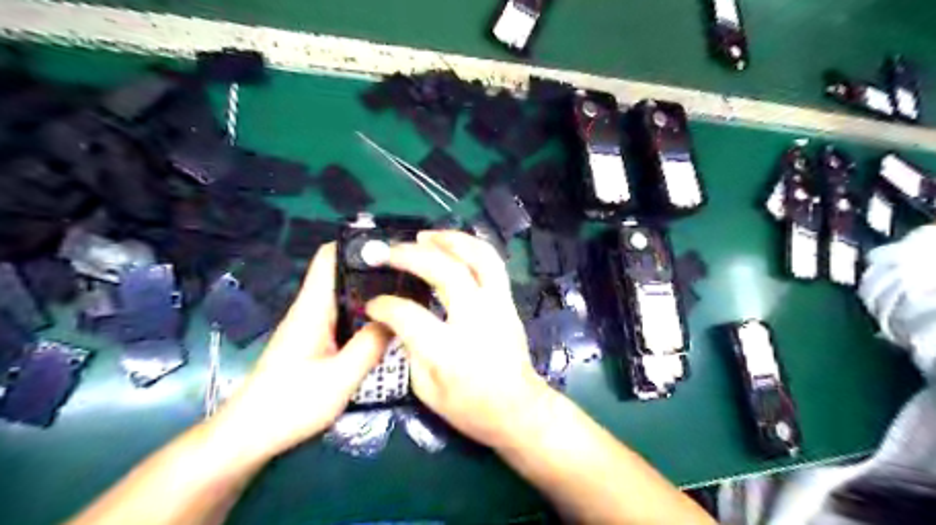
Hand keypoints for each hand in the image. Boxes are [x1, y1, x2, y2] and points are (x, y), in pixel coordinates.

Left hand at [207, 244, 390, 460]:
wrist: (249, 436)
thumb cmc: (290, 405)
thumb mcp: (339, 379)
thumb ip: (370, 346)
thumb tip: (399, 318)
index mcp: (312, 308)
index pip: (329, 257)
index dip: (357, 244)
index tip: (392, 247)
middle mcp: (311, 308)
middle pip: (343, 273)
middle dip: (374, 269)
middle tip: (412, 274)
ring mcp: (312, 324)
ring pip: (346, 295)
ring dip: (372, 292)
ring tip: (407, 294)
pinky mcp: (315, 340)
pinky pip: (344, 315)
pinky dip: (365, 313)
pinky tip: (387, 323)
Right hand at [367, 233, 553, 449]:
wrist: (519, 409)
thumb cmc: (470, 407)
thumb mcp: (426, 390)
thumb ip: (409, 349)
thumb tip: (396, 319)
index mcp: (450, 351)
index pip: (409, 315)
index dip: (385, 305)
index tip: (372, 302)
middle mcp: (477, 320)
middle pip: (447, 272)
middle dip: (413, 255)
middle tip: (390, 250)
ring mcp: (498, 306)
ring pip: (479, 258)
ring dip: (451, 240)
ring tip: (426, 236)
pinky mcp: (509, 302)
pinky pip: (493, 264)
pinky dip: (472, 247)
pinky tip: (454, 246)